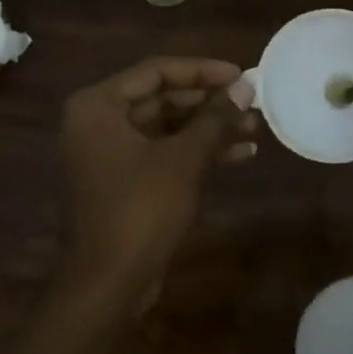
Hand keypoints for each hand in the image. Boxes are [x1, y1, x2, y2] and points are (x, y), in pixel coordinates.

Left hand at [60, 56, 257, 298]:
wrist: (109, 282)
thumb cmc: (141, 209)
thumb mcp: (184, 158)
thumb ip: (215, 118)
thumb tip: (246, 85)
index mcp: (98, 106)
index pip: (156, 71)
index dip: (202, 70)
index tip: (241, 74)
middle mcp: (98, 122)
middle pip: (162, 98)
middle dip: (209, 102)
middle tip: (251, 101)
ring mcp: (110, 153)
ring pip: (167, 127)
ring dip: (209, 127)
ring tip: (254, 126)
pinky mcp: (125, 180)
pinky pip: (164, 152)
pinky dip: (198, 151)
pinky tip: (241, 153)